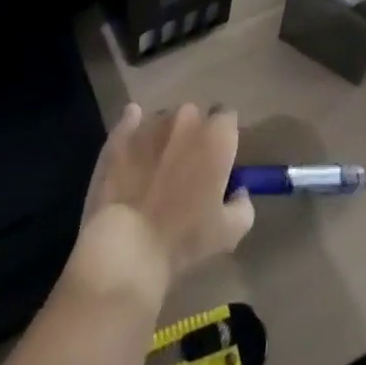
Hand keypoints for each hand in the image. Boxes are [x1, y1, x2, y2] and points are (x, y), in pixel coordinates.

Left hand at [69, 103, 254, 305]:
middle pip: (195, 117)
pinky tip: (134, 146)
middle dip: (193, 135)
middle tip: (187, 168)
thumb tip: (237, 191)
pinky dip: (134, 128)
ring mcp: (151, 122)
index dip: (224, 138)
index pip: (228, 118)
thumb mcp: (230, 232)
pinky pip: (131, 119)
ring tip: (156, 168)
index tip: (218, 161)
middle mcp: (187, 118)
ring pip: (164, 120)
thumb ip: (243, 204)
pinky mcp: (121, 133)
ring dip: (165, 136)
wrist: (126, 247)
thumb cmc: (183, 239)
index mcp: (216, 135)